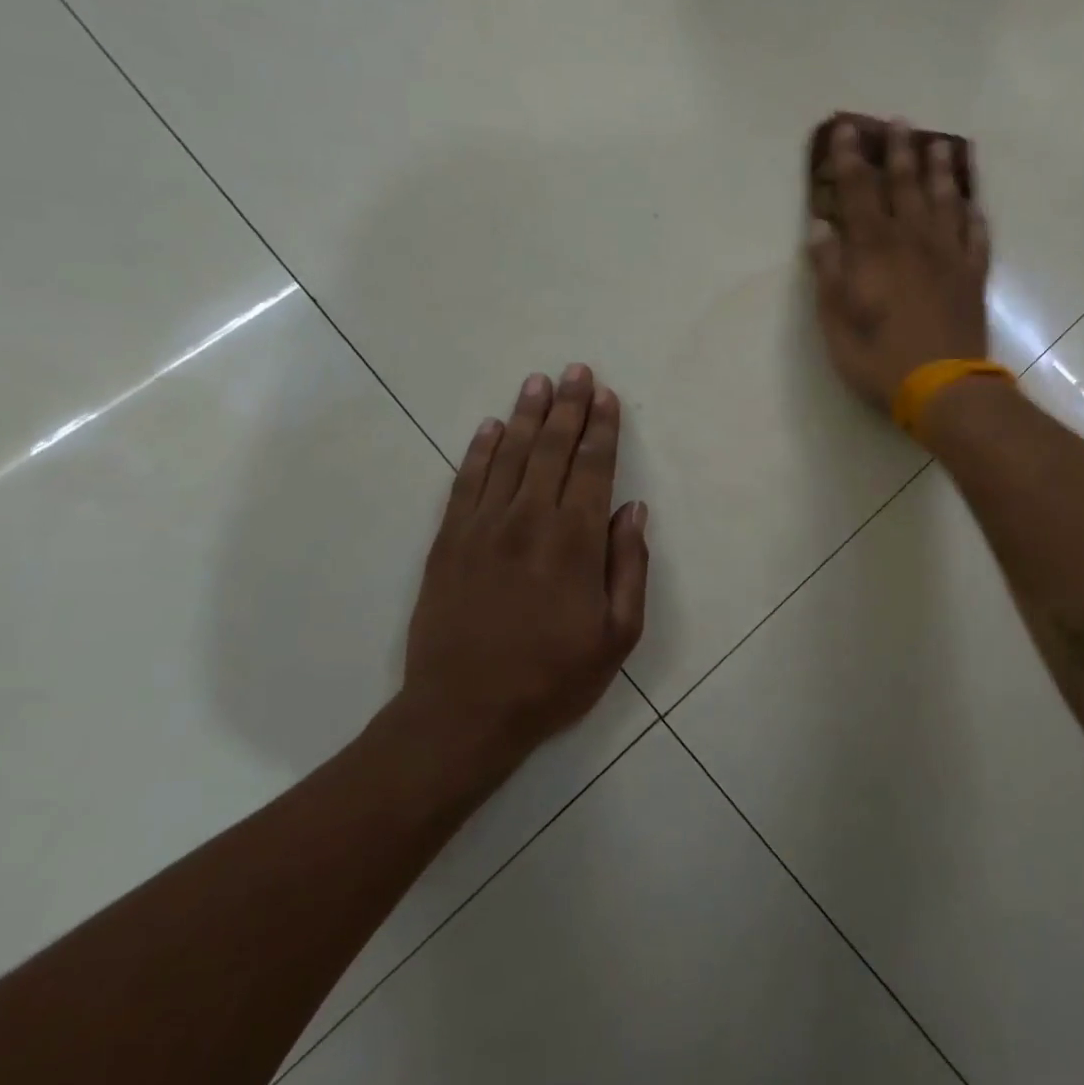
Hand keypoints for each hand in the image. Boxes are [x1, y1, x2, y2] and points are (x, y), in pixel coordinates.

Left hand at [397, 365, 648, 764]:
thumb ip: (629, 567)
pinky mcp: (449, 541)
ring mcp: (483, 527)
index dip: (602, 428)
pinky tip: (491, 427)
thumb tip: (634, 511)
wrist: (463, 713)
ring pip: (510, 456)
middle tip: (576, 371)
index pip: (593, 468)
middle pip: (553, 450)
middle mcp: (530, 521)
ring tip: (538, 382)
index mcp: (576, 542)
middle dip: (569, 407)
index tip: (606, 396)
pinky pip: (467, 482)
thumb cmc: (552, 678)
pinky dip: (480, 450)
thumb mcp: (618, 635)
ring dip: (528, 416)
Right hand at [807, 120, 991, 410]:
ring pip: (945, 201)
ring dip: (941, 171)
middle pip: (906, 185)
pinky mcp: (973, 276)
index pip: (860, 191)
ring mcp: (949, 256)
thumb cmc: (879, 359)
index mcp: (874, 250)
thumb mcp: (836, 322)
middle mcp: (913, 241)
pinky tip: (973, 203)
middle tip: (899, 121)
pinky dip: (974, 215)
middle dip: (900, 151)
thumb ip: (828, 272)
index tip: (846, 128)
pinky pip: (976, 235)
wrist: (943, 388)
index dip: (851, 158)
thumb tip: (820, 228)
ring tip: (941, 144)